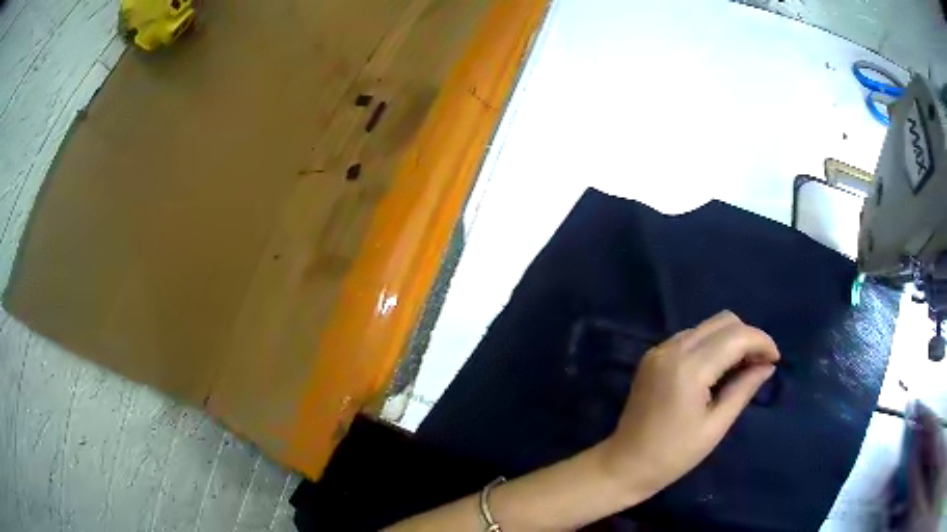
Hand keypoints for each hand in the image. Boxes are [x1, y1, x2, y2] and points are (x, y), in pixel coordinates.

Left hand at [599, 311, 779, 497]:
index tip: (776, 360)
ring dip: (730, 339)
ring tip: (743, 367)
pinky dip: (711, 345)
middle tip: (760, 364)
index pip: (736, 336)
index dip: (762, 342)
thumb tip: (768, 365)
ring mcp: (659, 350)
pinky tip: (718, 369)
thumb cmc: (673, 455)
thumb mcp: (716, 426)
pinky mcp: (652, 356)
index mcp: (689, 368)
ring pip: (707, 326)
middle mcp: (672, 349)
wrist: (624, 465)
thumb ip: (744, 389)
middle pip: (723, 321)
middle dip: (748, 337)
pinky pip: (691, 337)